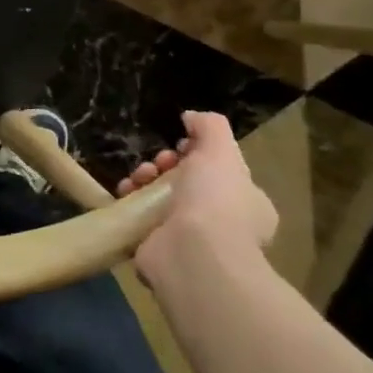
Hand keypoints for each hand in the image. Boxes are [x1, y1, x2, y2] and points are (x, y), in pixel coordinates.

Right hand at [129, 111, 276, 291]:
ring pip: (161, 198)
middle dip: (166, 164)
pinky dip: (130, 201)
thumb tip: (191, 117)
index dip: (196, 153)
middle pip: (186, 181)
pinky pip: (140, 217)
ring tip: (138, 177)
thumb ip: (210, 126)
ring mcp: (190, 240)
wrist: (192, 255)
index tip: (180, 145)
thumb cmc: (215, 200)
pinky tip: (125, 192)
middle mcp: (222, 224)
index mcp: (247, 203)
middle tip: (158, 162)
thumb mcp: (220, 150)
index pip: (220, 170)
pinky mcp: (159, 249)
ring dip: (145, 179)